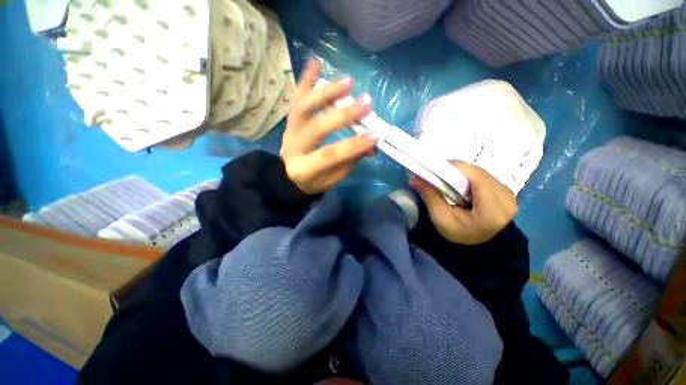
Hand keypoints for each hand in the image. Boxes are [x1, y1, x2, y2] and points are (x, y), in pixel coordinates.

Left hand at [281, 60, 377, 193]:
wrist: (287, 175)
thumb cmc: (313, 180)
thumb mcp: (332, 179)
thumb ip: (350, 162)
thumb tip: (371, 145)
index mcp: (304, 169)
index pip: (329, 155)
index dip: (353, 145)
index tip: (375, 134)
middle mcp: (293, 147)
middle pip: (316, 128)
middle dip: (343, 115)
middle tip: (366, 103)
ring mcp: (289, 130)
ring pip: (303, 107)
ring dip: (326, 92)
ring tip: (349, 82)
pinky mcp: (289, 120)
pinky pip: (295, 98)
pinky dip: (305, 80)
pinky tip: (316, 63)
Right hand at [412, 162, 517, 244]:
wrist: (482, 246)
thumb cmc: (461, 235)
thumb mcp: (442, 219)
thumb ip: (431, 197)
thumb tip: (415, 179)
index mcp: (493, 208)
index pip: (475, 176)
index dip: (454, 167)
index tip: (434, 169)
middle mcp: (506, 196)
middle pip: (477, 172)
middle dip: (455, 170)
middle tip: (438, 176)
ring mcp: (509, 193)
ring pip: (480, 172)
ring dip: (462, 173)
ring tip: (448, 181)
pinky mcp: (506, 191)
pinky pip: (484, 176)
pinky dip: (469, 177)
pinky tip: (461, 186)